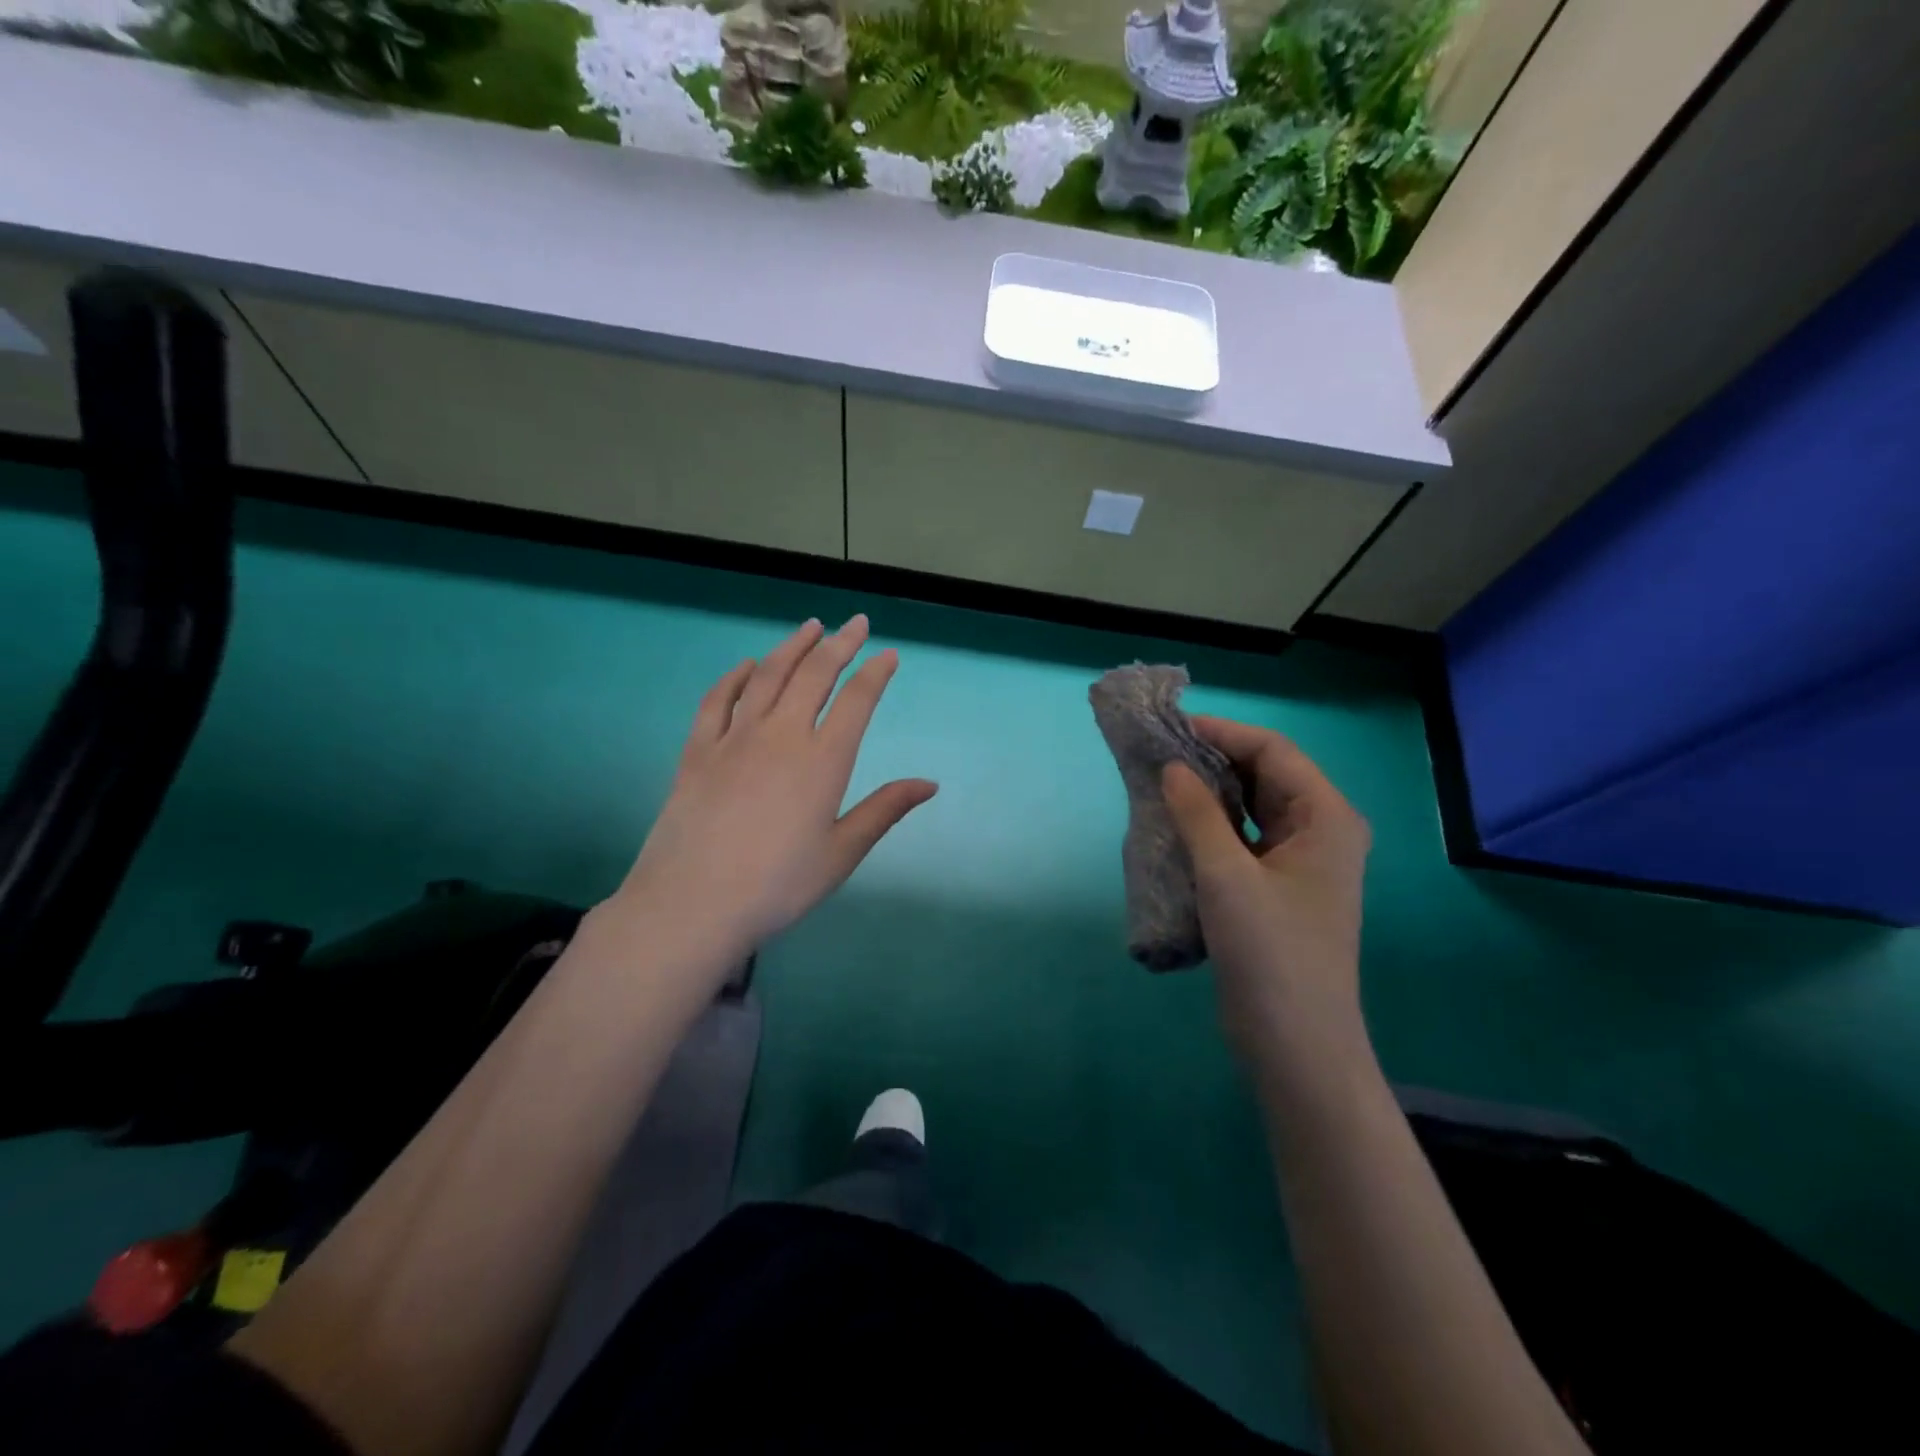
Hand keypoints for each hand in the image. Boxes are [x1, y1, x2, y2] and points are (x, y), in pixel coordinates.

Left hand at [616, 615, 935, 962]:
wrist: (693, 904)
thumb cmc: (778, 885)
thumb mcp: (841, 853)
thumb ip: (885, 810)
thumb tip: (930, 784)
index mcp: (823, 760)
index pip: (856, 701)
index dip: (875, 673)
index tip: (888, 654)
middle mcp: (781, 735)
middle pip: (814, 675)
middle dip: (840, 644)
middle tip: (856, 623)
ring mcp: (734, 738)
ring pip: (767, 675)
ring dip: (792, 646)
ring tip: (810, 627)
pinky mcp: (698, 750)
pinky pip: (717, 699)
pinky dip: (735, 676)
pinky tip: (746, 665)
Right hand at [1161, 718, 1370, 1069]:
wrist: (1295, 1043)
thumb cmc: (1270, 952)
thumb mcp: (1226, 875)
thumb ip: (1198, 813)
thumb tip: (1171, 766)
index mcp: (1327, 817)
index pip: (1274, 751)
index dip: (1223, 733)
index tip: (1171, 730)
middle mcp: (1321, 832)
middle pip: (1266, 775)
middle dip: (1214, 761)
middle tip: (1158, 756)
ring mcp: (1301, 863)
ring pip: (1253, 809)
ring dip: (1211, 794)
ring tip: (1161, 785)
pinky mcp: (1279, 890)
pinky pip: (1245, 840)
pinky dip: (1213, 828)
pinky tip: (1177, 827)